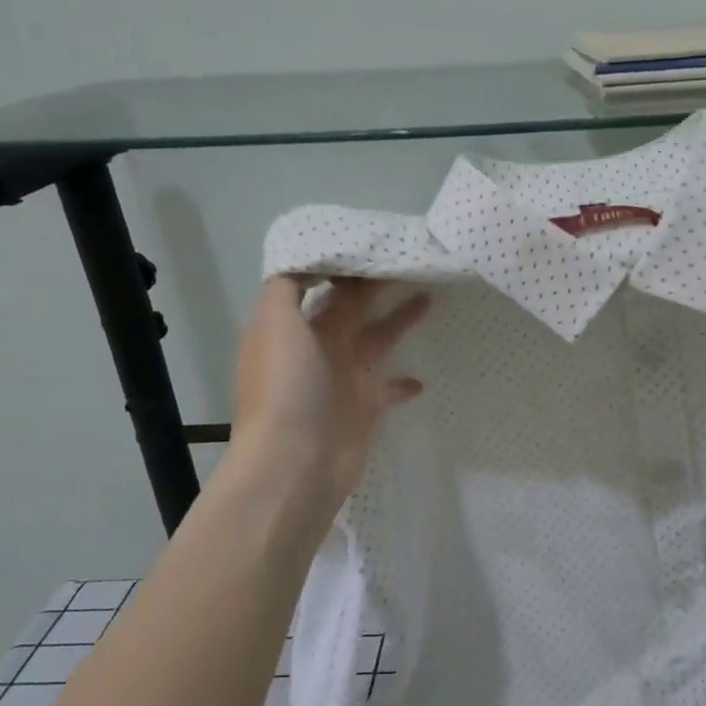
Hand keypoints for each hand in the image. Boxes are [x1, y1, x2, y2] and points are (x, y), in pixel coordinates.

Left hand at [231, 276, 428, 511]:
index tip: (376, 243)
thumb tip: (313, 263)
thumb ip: (289, 285)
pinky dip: (402, 382)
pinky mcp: (363, 408)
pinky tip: (421, 378)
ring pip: (375, 339)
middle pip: (350, 306)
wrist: (296, 462)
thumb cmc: (287, 386)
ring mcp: (341, 378)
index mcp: (291, 325)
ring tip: (429, 299)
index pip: (318, 283)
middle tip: (413, 262)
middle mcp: (315, 347)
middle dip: (377, 285)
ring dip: (399, 320)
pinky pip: (387, 388)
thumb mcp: (275, 322)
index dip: (343, 263)